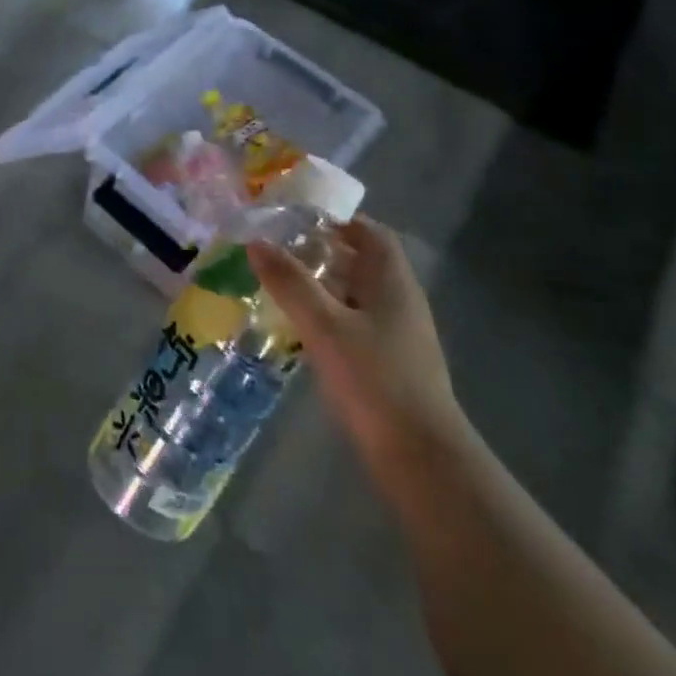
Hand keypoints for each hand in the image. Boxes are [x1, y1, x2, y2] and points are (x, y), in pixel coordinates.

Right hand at [248, 218, 467, 475]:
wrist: (420, 456)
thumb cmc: (374, 379)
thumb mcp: (324, 325)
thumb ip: (289, 282)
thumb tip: (255, 241)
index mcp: (392, 282)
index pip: (371, 233)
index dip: (337, 220)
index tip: (296, 218)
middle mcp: (400, 301)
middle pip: (363, 262)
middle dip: (323, 251)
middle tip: (279, 250)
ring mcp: (398, 335)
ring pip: (357, 294)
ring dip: (323, 284)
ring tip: (281, 284)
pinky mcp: (389, 363)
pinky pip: (355, 323)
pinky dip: (328, 314)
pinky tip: (301, 327)